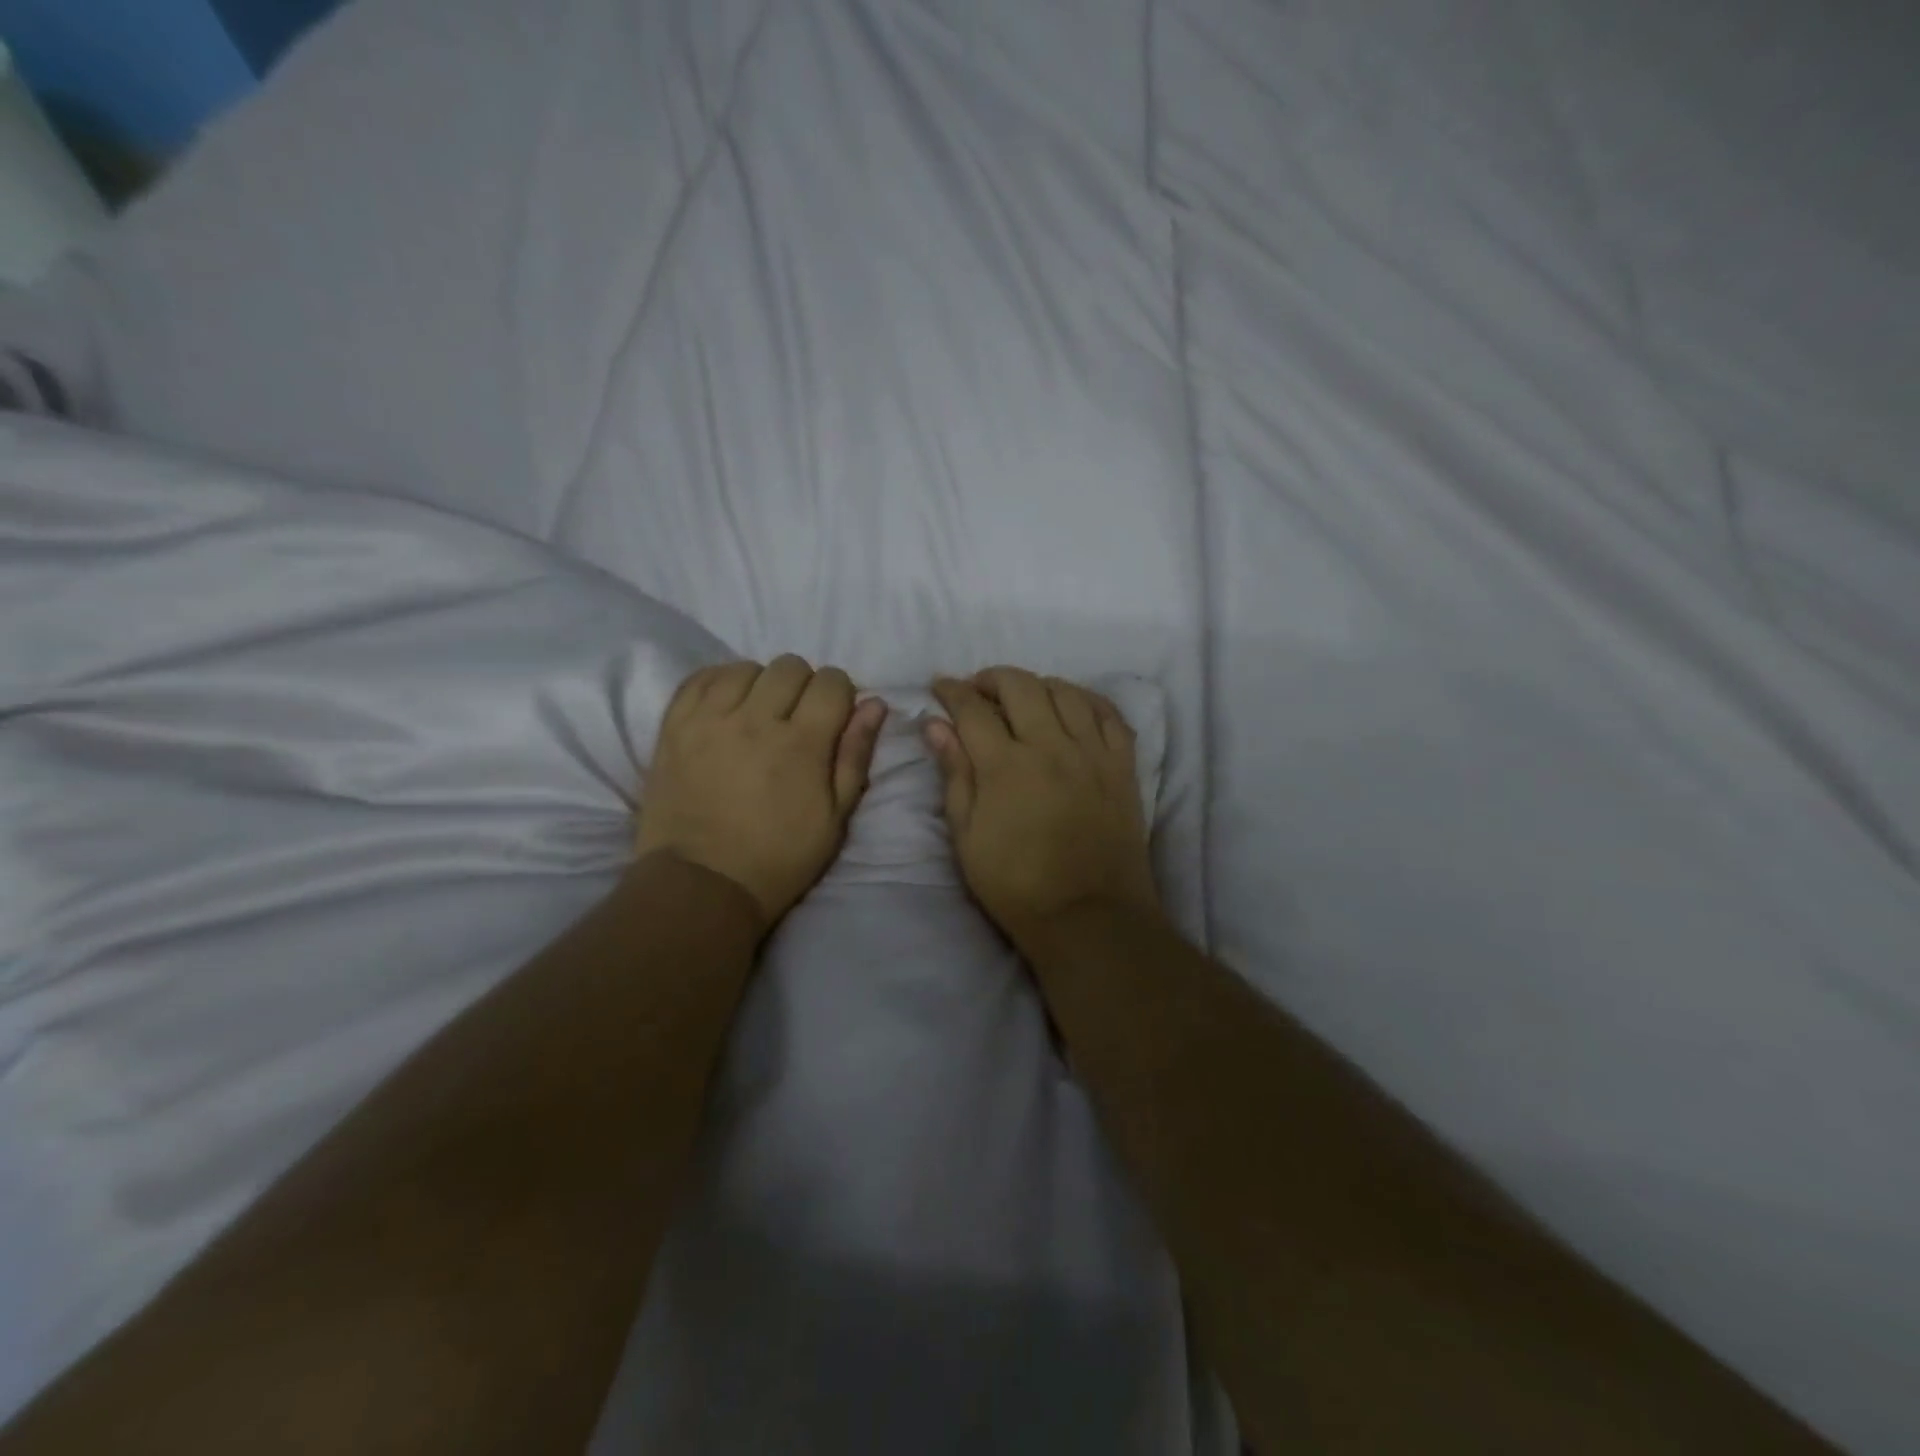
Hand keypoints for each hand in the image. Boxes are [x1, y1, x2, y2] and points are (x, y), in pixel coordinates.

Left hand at [636, 657, 887, 930]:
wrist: (702, 884)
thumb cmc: (779, 857)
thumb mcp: (835, 818)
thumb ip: (855, 755)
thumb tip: (874, 704)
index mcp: (802, 743)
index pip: (831, 681)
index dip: (840, 694)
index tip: (834, 717)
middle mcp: (756, 719)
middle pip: (790, 666)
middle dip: (804, 685)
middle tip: (797, 718)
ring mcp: (709, 719)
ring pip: (745, 667)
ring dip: (761, 683)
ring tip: (758, 713)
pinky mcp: (674, 726)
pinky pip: (700, 678)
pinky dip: (720, 682)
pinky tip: (727, 706)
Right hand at [927, 667, 1161, 951]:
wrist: (1089, 916)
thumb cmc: (1016, 885)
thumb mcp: (967, 837)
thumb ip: (954, 774)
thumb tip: (936, 725)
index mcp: (1005, 766)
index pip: (972, 709)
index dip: (951, 691)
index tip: (940, 687)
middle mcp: (1051, 746)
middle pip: (1020, 686)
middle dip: (992, 678)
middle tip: (978, 690)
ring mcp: (1092, 752)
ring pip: (1065, 692)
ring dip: (1037, 684)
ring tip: (1023, 697)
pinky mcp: (1123, 765)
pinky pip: (1108, 714)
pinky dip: (1085, 700)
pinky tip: (1072, 706)